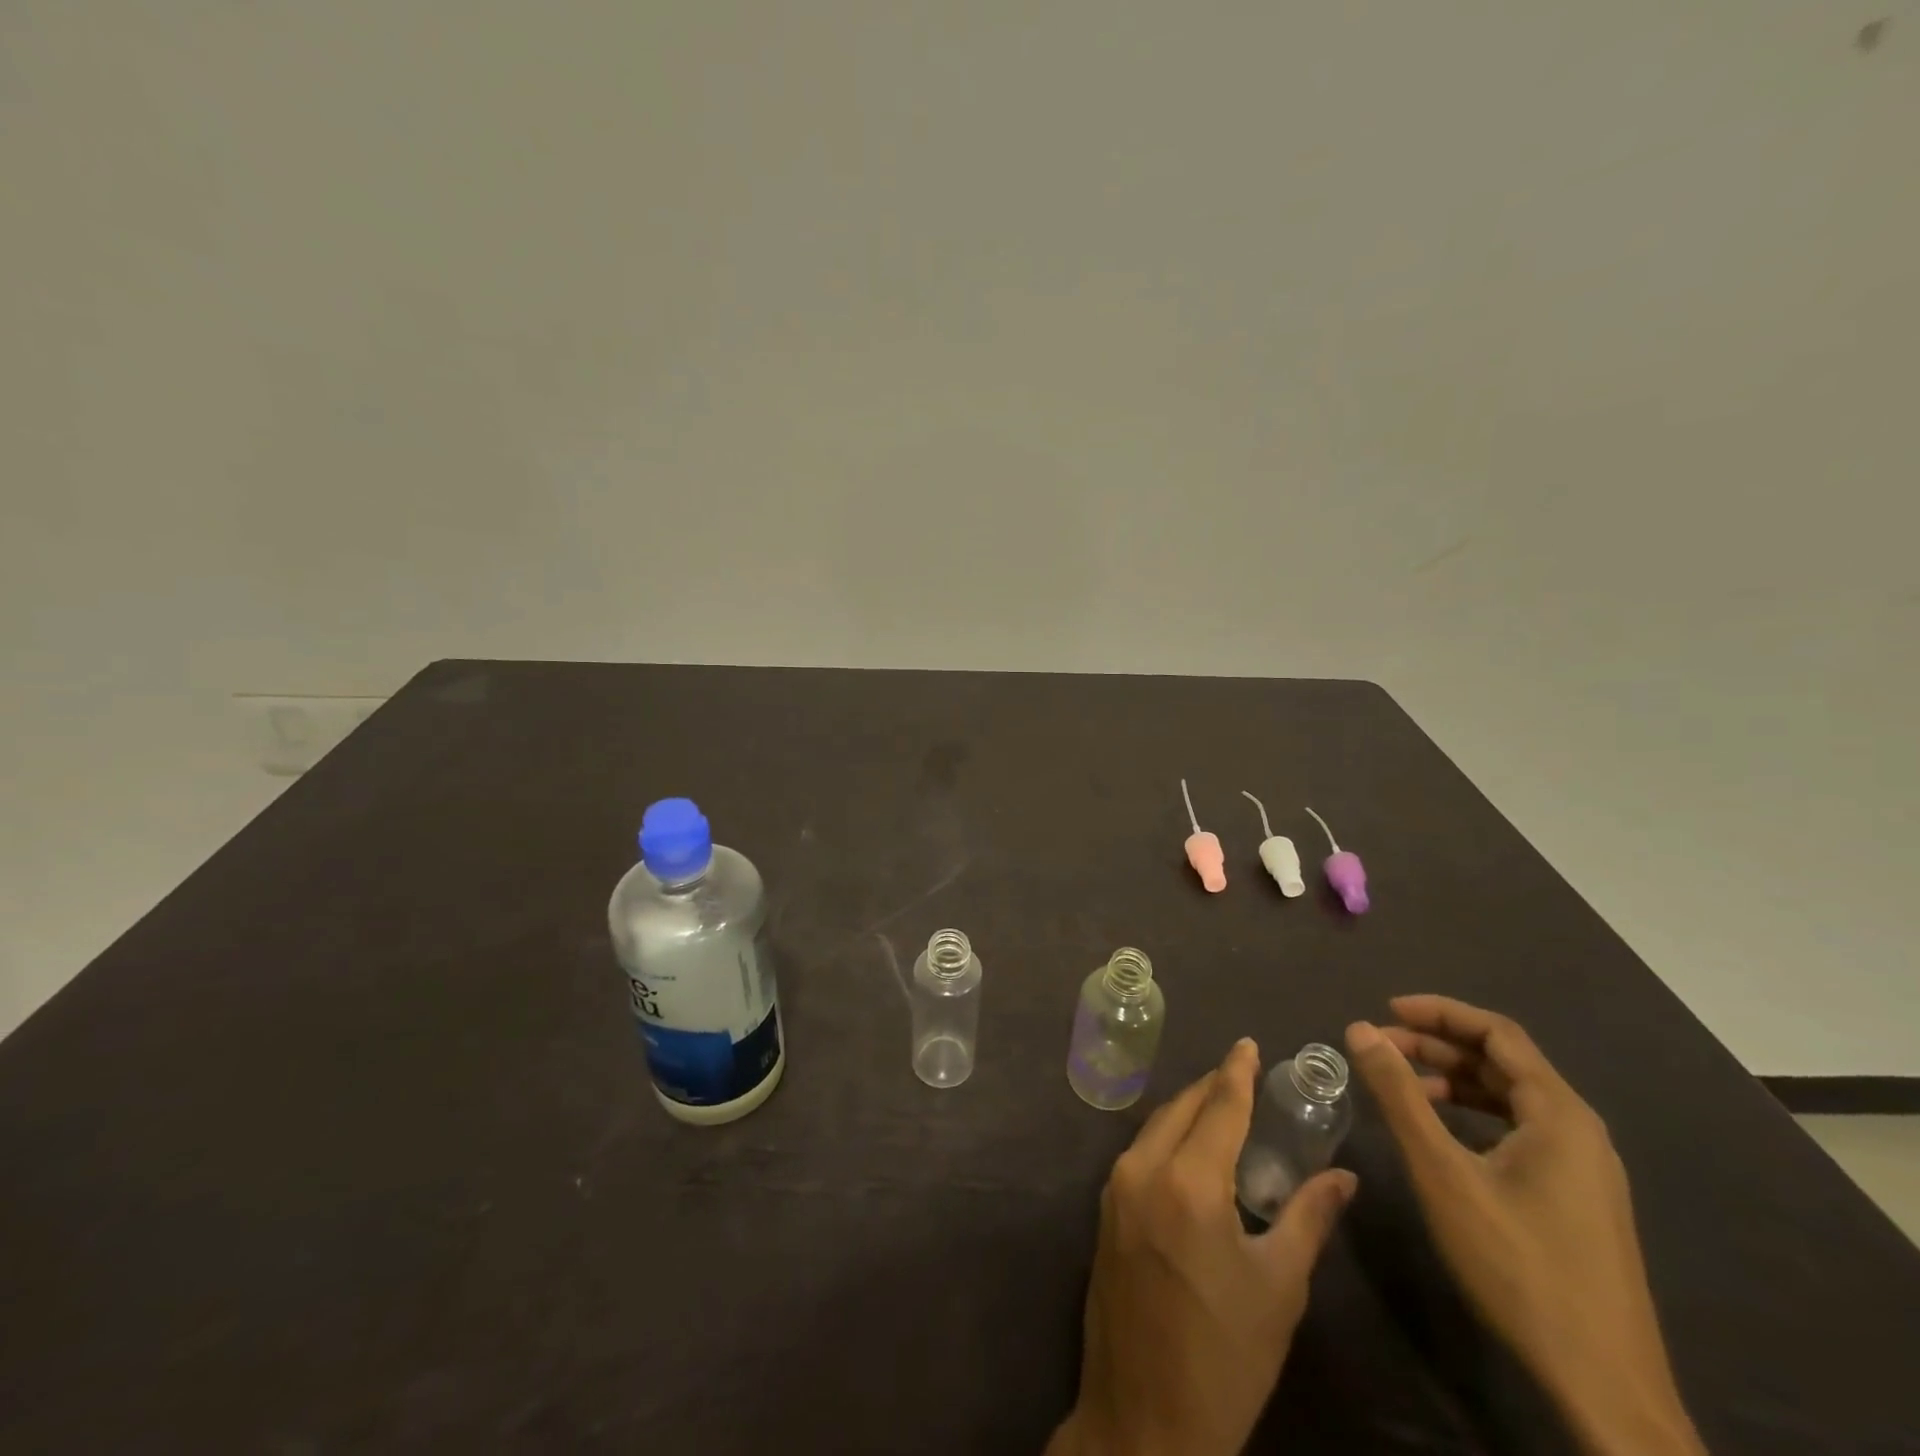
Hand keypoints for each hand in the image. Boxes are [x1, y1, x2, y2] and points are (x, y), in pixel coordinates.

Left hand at [1049, 1039, 1356, 1455]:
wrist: (1145, 1419)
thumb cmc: (1226, 1358)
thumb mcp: (1279, 1289)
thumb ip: (1309, 1219)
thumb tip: (1344, 1177)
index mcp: (1189, 1182)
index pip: (1219, 1107)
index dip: (1236, 1072)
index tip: (1248, 1043)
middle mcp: (1144, 1169)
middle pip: (1181, 1108)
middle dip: (1212, 1087)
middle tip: (1243, 1076)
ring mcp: (1116, 1187)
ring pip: (1156, 1126)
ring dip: (1188, 1110)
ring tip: (1221, 1107)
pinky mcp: (1105, 1209)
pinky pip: (1140, 1151)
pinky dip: (1167, 1137)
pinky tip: (1190, 1149)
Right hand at [1346, 997, 1705, 1455]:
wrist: (1603, 1385)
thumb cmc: (1518, 1264)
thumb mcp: (1443, 1172)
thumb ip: (1399, 1094)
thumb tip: (1360, 1029)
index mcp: (1559, 1113)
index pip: (1497, 1033)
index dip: (1439, 1012)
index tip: (1385, 1010)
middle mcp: (1578, 1129)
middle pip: (1503, 1062)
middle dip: (1437, 1047)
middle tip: (1380, 1048)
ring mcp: (1583, 1167)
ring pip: (1509, 1097)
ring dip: (1452, 1080)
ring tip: (1400, 1085)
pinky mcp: (1576, 1197)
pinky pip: (1519, 1130)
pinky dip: (1473, 1114)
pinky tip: (1440, 1132)